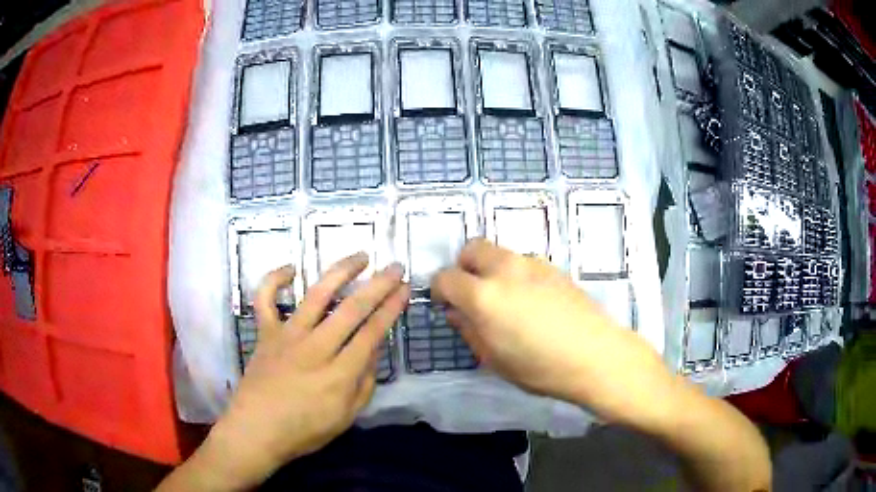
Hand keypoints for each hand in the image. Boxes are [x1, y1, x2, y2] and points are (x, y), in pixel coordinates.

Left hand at [179, 253, 408, 490]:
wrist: (255, 430)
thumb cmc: (303, 431)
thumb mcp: (345, 417)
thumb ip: (363, 384)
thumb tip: (374, 351)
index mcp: (338, 374)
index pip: (371, 333)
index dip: (391, 308)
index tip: (405, 289)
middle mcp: (315, 348)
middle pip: (351, 309)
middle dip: (378, 285)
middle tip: (394, 267)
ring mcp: (287, 337)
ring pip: (316, 296)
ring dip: (340, 272)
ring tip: (360, 256)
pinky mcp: (265, 333)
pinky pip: (264, 299)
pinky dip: (273, 280)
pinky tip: (290, 269)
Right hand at [431, 239, 673, 426]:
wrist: (595, 355)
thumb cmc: (539, 367)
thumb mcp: (494, 359)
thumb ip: (469, 329)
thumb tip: (457, 311)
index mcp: (484, 295)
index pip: (446, 277)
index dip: (439, 290)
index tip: (446, 304)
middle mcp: (505, 269)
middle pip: (472, 248)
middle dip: (463, 267)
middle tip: (471, 294)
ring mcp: (532, 264)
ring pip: (499, 252)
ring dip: (490, 269)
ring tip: (504, 300)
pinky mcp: (553, 267)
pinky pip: (522, 262)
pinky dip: (514, 274)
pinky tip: (530, 301)